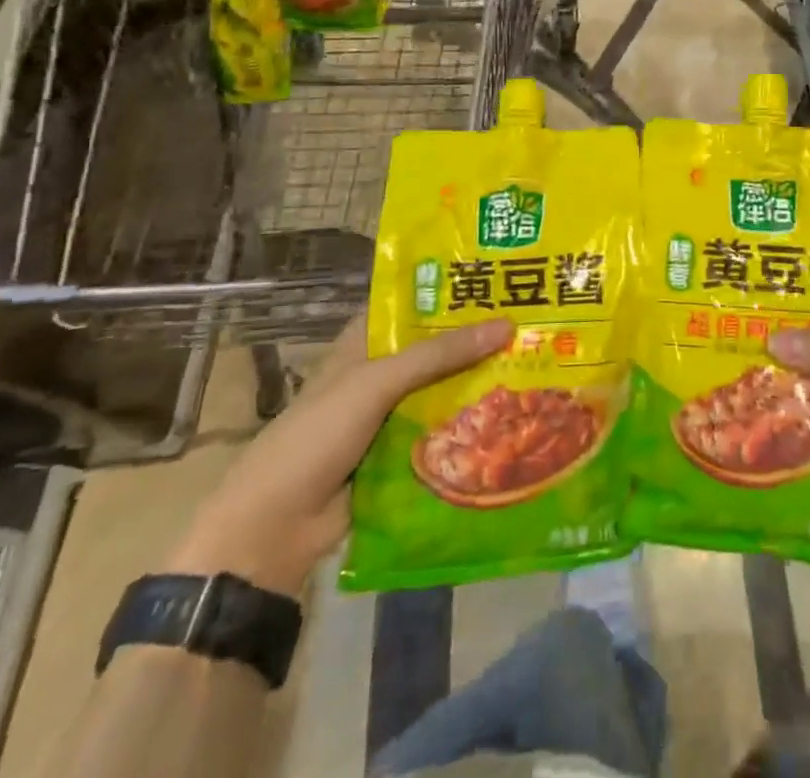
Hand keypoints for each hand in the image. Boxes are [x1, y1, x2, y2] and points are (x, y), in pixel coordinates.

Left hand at [168, 312, 512, 595]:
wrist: (273, 531)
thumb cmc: (317, 436)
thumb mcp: (376, 383)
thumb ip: (439, 354)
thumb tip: (507, 325)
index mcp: (365, 343)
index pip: (414, 304)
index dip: (452, 290)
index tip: (502, 277)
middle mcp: (380, 373)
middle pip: (436, 348)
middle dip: (478, 339)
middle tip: (535, 321)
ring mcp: (391, 416)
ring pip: (444, 390)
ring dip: (480, 383)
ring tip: (536, 362)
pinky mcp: (401, 455)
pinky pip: (444, 432)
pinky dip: (472, 426)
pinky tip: (515, 415)